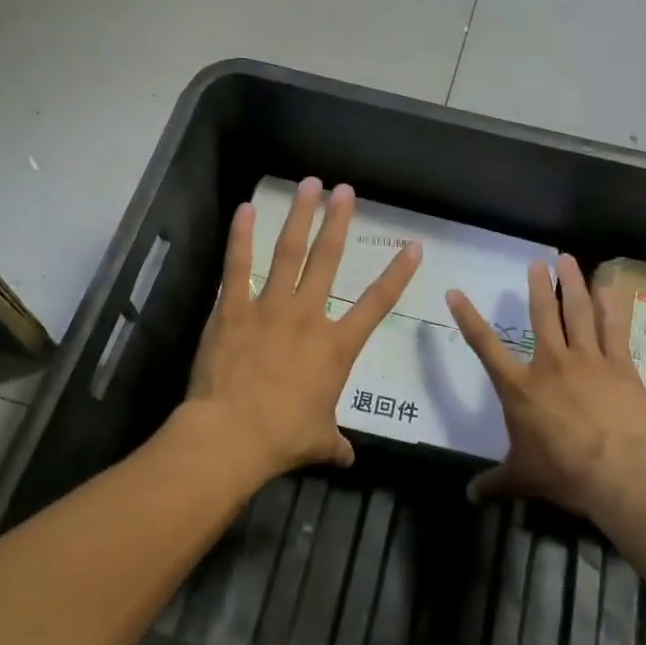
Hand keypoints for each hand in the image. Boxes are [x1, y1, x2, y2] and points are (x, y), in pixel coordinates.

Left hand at [182, 177, 421, 480]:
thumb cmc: (282, 438)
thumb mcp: (318, 441)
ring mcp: (269, 307)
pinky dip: (242, 237)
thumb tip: (348, 459)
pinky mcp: (233, 309)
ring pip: (289, 252)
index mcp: (336, 345)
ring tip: (308, 185)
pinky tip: (245, 210)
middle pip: (327, 259)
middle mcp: (307, 315)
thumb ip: (335, 444)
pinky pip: (238, 266)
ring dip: (299, 216)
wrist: (232, 436)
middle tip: (345, 190)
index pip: (377, 304)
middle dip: (337, 222)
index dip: (397, 274)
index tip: (413, 247)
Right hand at [447, 254, 645, 519]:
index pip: (485, 346)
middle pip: (542, 315)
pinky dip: (610, 307)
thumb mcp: (522, 477)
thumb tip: (469, 496)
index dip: (468, 318)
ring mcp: (586, 360)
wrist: (618, 472)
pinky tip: (608, 288)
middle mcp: (550, 363)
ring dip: (573, 284)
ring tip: (568, 260)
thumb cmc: (563, 472)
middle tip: (537, 262)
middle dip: (539, 286)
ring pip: (578, 313)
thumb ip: (495, 482)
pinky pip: (613, 329)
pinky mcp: (618, 365)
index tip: (455, 293)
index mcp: (519, 387)